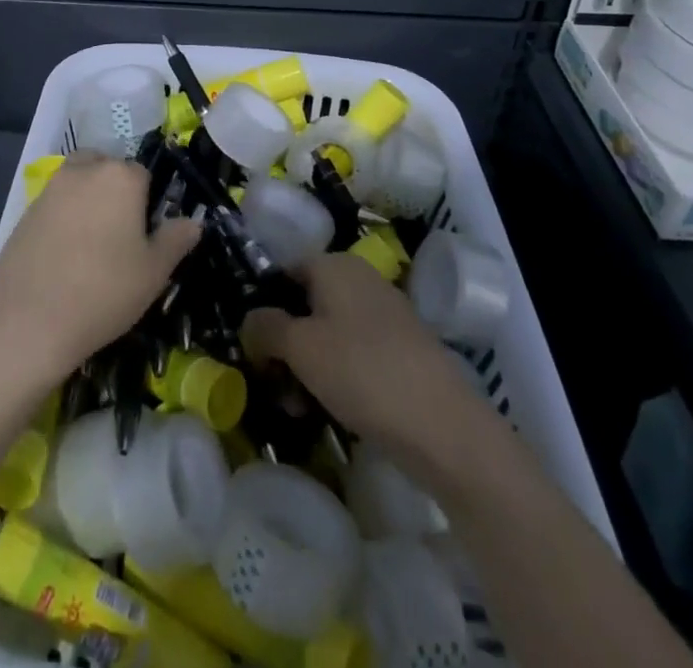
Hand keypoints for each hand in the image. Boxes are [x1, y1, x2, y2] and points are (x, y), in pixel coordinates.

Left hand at [0, 153, 200, 381]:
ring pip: (79, 181)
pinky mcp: (26, 209)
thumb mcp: (154, 272)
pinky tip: (64, 254)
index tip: (145, 235)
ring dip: (88, 199)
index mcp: (121, 177)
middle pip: (108, 168)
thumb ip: (176, 240)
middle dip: (116, 191)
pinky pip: (55, 203)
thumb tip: (193, 222)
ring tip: (91, 243)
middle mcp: (85, 170)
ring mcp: (51, 187)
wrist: (29, 318)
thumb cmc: (104, 291)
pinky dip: (63, 217)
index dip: (148, 203)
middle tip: (119, 236)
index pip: (144, 175)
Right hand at [243, 253, 476, 470]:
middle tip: (271, 384)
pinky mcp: (402, 351)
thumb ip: (265, 328)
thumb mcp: (300, 348)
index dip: (262, 305)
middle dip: (283, 344)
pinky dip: (336, 376)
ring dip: (306, 366)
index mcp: (335, 264)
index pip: (284, 272)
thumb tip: (250, 322)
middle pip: (306, 304)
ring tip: (296, 408)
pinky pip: (354, 354)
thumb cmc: (362, 372)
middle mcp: (360, 279)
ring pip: (328, 333)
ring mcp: (385, 315)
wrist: (444, 427)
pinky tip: (328, 411)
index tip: (249, 345)